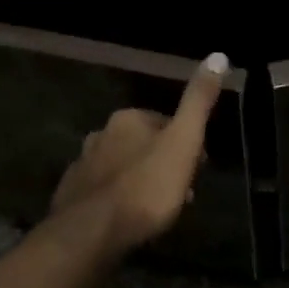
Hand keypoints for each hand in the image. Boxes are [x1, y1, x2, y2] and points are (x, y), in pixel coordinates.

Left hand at [51, 54, 228, 253]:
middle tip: (181, 191)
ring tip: (158, 210)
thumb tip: (218, 56)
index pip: (163, 122)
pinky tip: (127, 219)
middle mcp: (100, 135)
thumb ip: (198, 102)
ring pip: (121, 167)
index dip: (184, 143)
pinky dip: (117, 199)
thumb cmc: (146, 186)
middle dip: (161, 163)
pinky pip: (102, 191)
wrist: (93, 232)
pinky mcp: (70, 196)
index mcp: (127, 119)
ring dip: (140, 181)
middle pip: (140, 145)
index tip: (198, 167)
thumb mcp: (184, 142)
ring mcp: (81, 165)